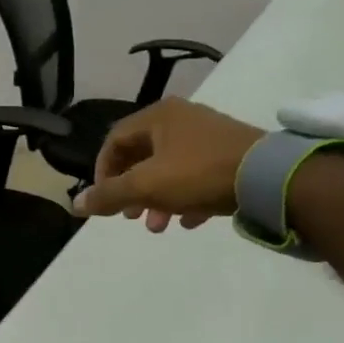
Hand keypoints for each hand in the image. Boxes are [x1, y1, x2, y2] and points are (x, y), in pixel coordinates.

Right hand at [74, 98, 264, 231]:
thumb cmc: (198, 173)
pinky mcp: (230, 154)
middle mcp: (181, 119)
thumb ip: (108, 195)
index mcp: (158, 116)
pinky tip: (189, 221)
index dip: (103, 172)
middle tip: (131, 217)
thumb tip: (74, 205)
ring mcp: (208, 135)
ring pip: (169, 169)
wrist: (268, 177)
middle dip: (132, 191)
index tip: (105, 200)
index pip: (114, 140)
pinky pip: (196, 176)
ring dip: (157, 199)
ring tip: (158, 226)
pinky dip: (185, 198)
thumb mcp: (146, 186)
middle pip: (142, 156)